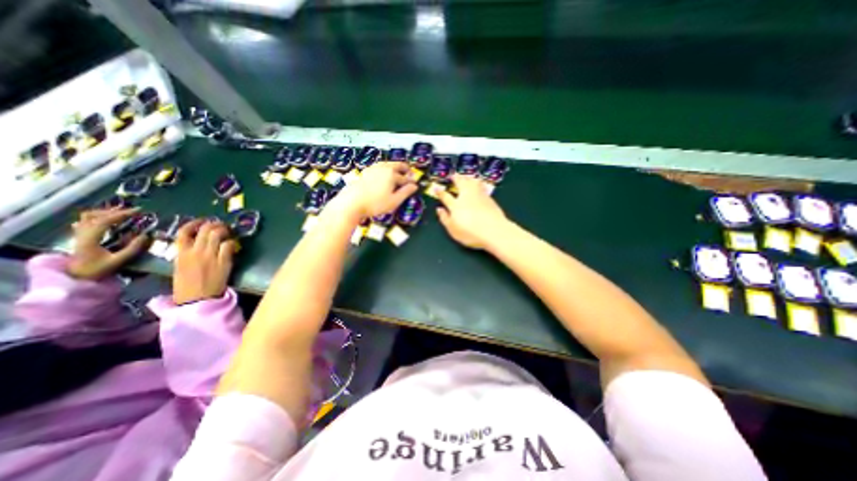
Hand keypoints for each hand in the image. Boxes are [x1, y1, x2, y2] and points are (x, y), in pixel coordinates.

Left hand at [66, 207, 148, 280]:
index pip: (105, 220)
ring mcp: (79, 234)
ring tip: (121, 212)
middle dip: (115, 211)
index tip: (138, 211)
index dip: (122, 214)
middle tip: (133, 211)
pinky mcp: (79, 237)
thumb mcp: (118, 261)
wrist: (75, 278)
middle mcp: (82, 233)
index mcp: (90, 238)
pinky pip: (85, 221)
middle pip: (95, 215)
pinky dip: (97, 216)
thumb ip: (133, 248)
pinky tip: (106, 218)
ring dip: (105, 212)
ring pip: (87, 217)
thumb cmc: (97, 270)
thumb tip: (146, 235)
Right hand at [173, 218, 236, 304]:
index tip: (202, 221)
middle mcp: (195, 251)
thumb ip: (186, 254)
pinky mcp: (224, 261)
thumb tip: (195, 245)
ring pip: (217, 234)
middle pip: (205, 230)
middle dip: (214, 224)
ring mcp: (210, 256)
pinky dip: (232, 242)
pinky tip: (233, 244)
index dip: (194, 223)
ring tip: (228, 231)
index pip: (184, 232)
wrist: (197, 300)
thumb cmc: (186, 287)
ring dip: (224, 230)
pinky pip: (229, 245)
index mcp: (180, 254)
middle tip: (221, 225)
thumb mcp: (179, 267)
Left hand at [330, 163, 418, 218]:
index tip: (415, 185)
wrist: (352, 202)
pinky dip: (386, 168)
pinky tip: (384, 174)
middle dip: (405, 169)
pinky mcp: (366, 171)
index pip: (406, 178)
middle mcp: (384, 168)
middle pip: (398, 165)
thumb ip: (405, 192)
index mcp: (392, 174)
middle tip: (410, 173)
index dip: (411, 182)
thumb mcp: (394, 201)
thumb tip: (414, 186)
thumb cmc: (375, 203)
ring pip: (388, 164)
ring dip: (396, 167)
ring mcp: (374, 168)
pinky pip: (380, 166)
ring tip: (398, 173)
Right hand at [438, 175, 511, 250]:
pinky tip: (479, 184)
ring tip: (466, 176)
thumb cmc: (471, 233)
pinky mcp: (489, 198)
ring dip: (468, 177)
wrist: (494, 231)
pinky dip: (478, 183)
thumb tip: (439, 210)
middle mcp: (466, 197)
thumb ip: (445, 219)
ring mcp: (478, 196)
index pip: (445, 196)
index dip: (440, 192)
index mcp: (455, 205)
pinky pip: (481, 186)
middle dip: (456, 178)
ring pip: (472, 182)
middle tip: (453, 175)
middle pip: (460, 183)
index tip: (436, 188)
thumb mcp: (453, 230)